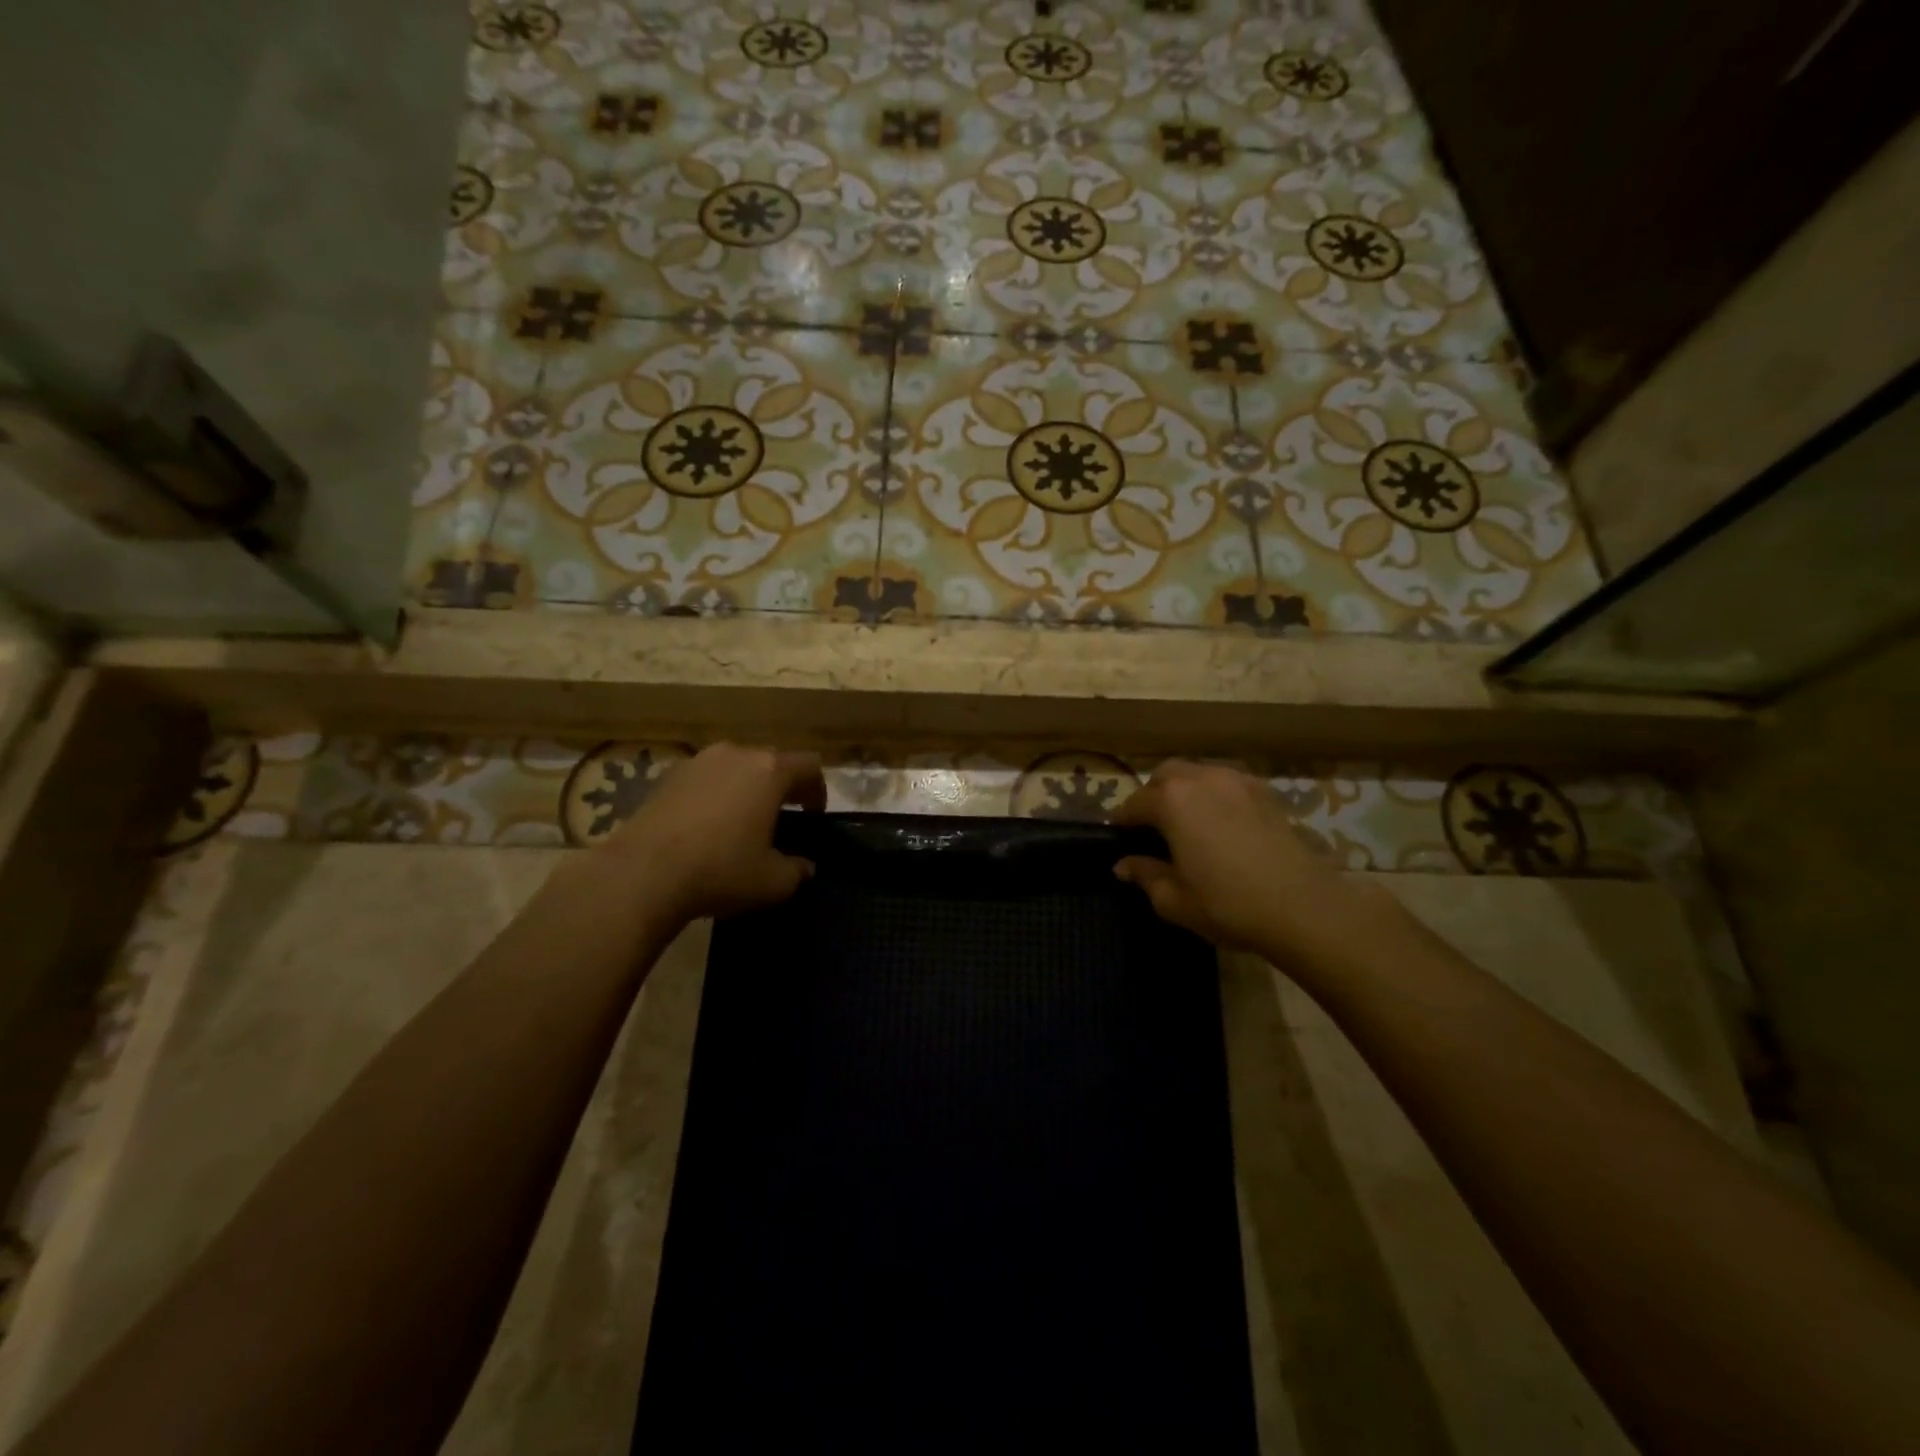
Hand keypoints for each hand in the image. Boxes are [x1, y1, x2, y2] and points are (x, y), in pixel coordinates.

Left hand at [592, 743, 825, 924]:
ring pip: (734, 767)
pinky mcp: (666, 776)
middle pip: (771, 761)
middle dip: (780, 786)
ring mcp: (698, 761)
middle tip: (779, 819)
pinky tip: (704, 826)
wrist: (642, 873)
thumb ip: (797, 870)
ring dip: (744, 788)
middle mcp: (736, 754)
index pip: (810, 766)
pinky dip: (712, 795)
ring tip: (739, 821)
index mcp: (770, 771)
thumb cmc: (720, 870)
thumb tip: (804, 866)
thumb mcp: (773, 882)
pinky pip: (704, 778)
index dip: (817, 790)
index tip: (813, 816)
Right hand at [1114, 760, 1378, 953]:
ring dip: (1185, 791)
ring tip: (1188, 823)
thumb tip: (1123, 865)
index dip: (1122, 822)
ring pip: (1198, 774)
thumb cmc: (1228, 904)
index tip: (1118, 838)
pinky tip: (1221, 823)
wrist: (1301, 906)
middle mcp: (1201, 779)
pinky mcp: (1265, 791)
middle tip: (1153, 827)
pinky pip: (1227, 783)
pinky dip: (1215, 795)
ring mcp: (1236, 781)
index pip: (1133, 804)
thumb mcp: (1174, 899)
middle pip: (1165, 776)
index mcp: (1171, 801)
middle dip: (1153, 796)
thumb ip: (1145, 875)